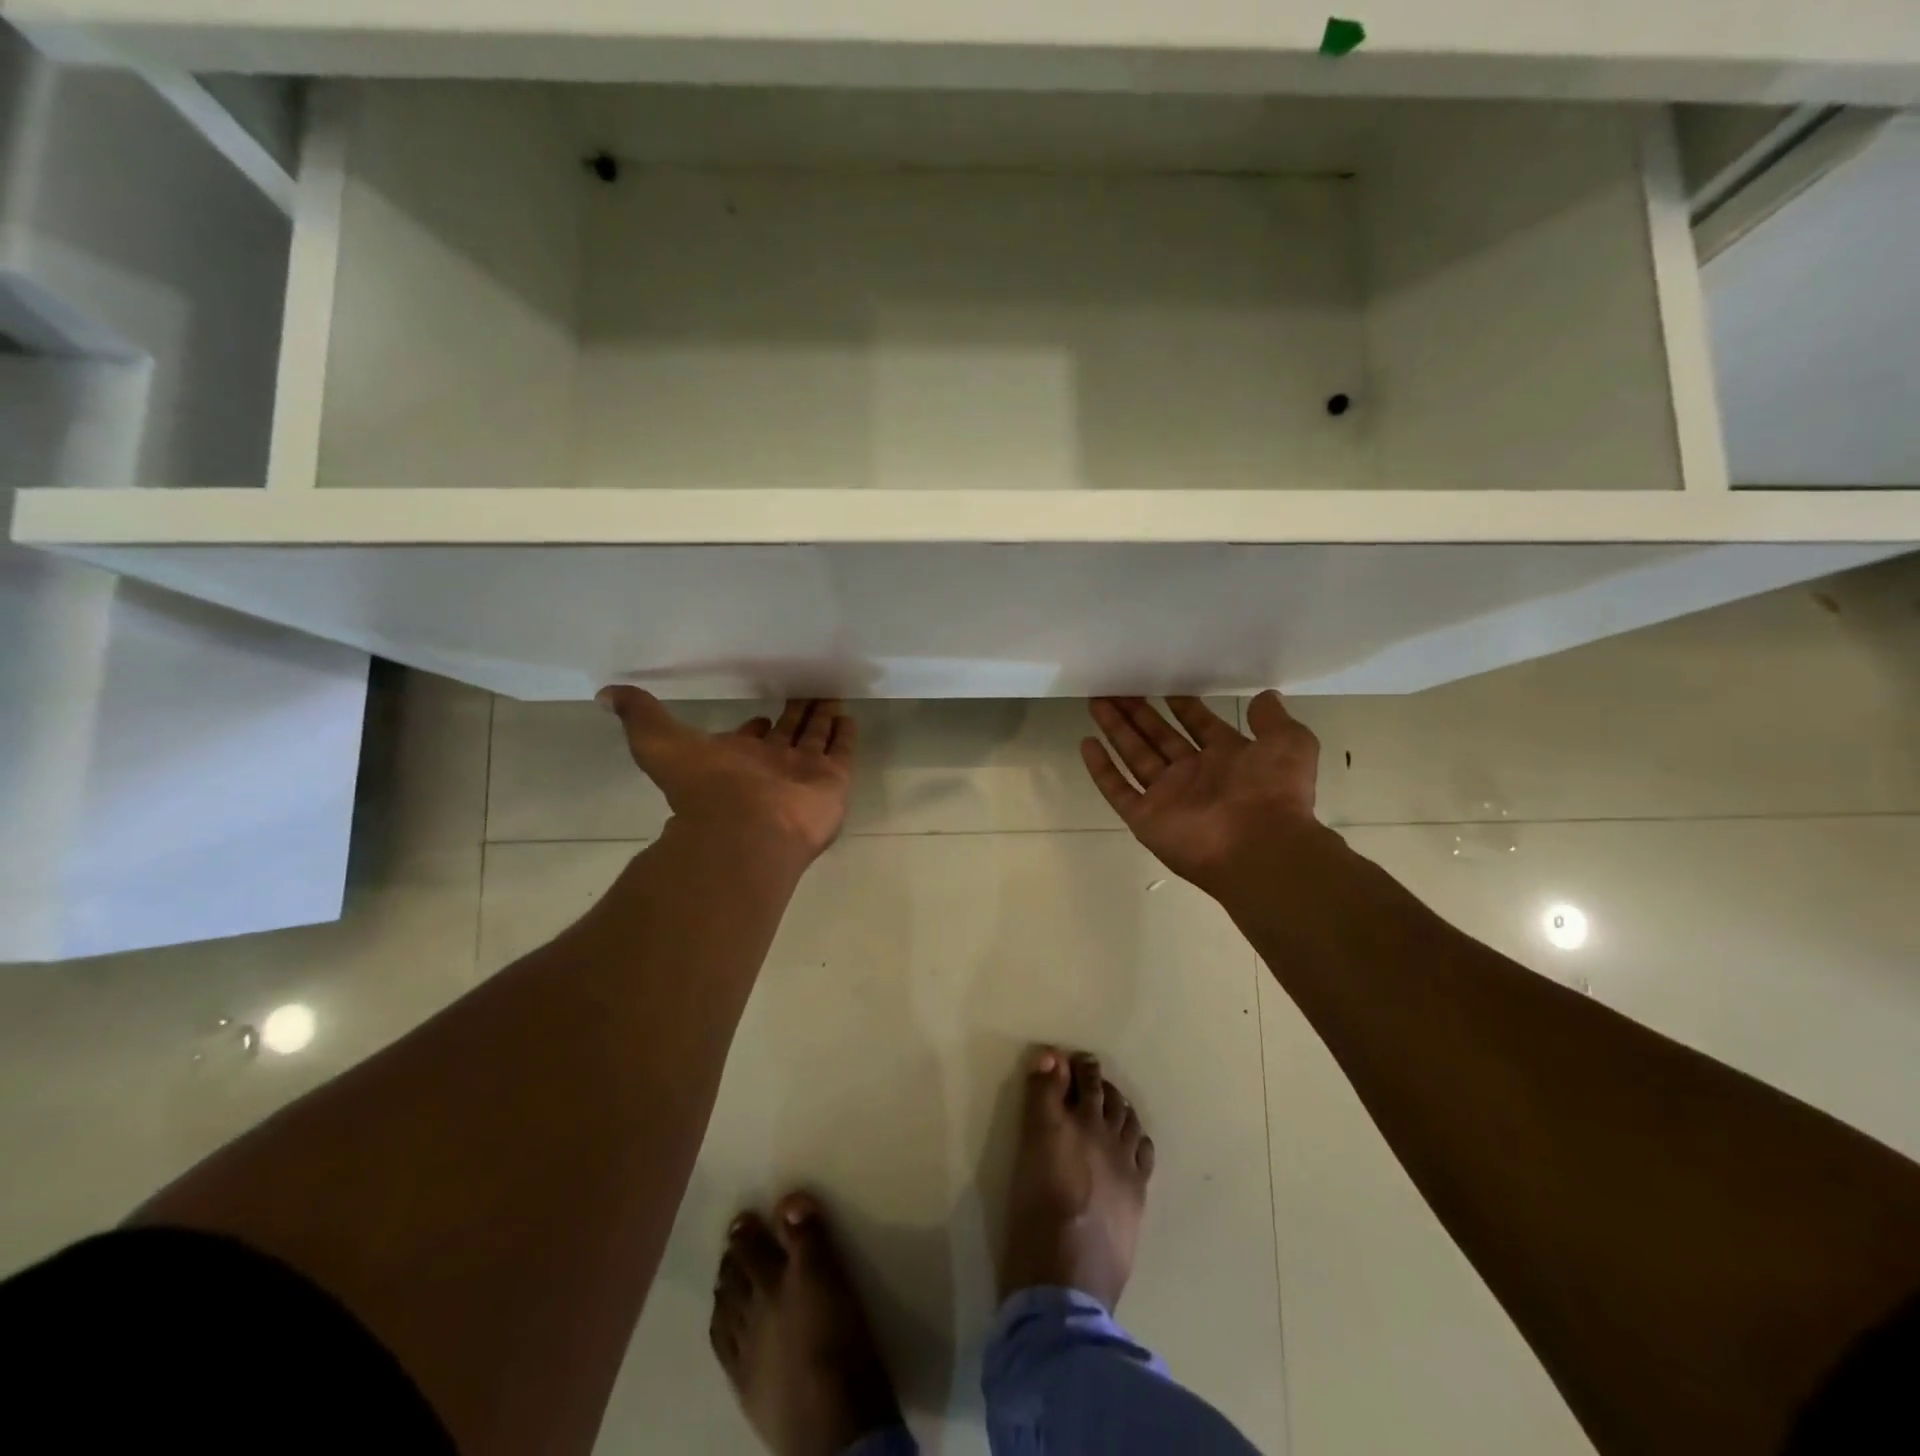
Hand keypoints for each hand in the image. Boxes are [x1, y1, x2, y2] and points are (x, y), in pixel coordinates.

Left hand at [598, 689, 855, 866]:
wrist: (744, 829)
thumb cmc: (704, 787)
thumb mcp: (659, 743)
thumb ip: (640, 717)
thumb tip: (605, 695)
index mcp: (737, 759)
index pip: (751, 738)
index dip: (755, 726)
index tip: (760, 714)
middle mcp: (771, 766)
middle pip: (789, 733)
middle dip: (796, 714)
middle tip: (807, 692)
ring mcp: (803, 774)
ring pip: (816, 738)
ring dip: (822, 718)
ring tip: (832, 694)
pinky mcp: (832, 781)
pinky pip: (841, 752)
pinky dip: (845, 735)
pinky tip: (849, 714)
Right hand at [1081, 693, 1324, 899]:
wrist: (1260, 846)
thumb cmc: (1274, 792)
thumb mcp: (1289, 742)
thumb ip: (1273, 719)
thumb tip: (1265, 696)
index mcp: (1227, 758)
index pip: (1198, 725)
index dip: (1182, 706)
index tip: (1164, 686)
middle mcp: (1194, 775)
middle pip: (1159, 736)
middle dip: (1138, 712)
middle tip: (1116, 688)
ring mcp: (1167, 796)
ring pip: (1134, 755)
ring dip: (1116, 729)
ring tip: (1096, 701)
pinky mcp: (1145, 818)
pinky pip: (1118, 789)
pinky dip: (1101, 769)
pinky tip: (1087, 743)